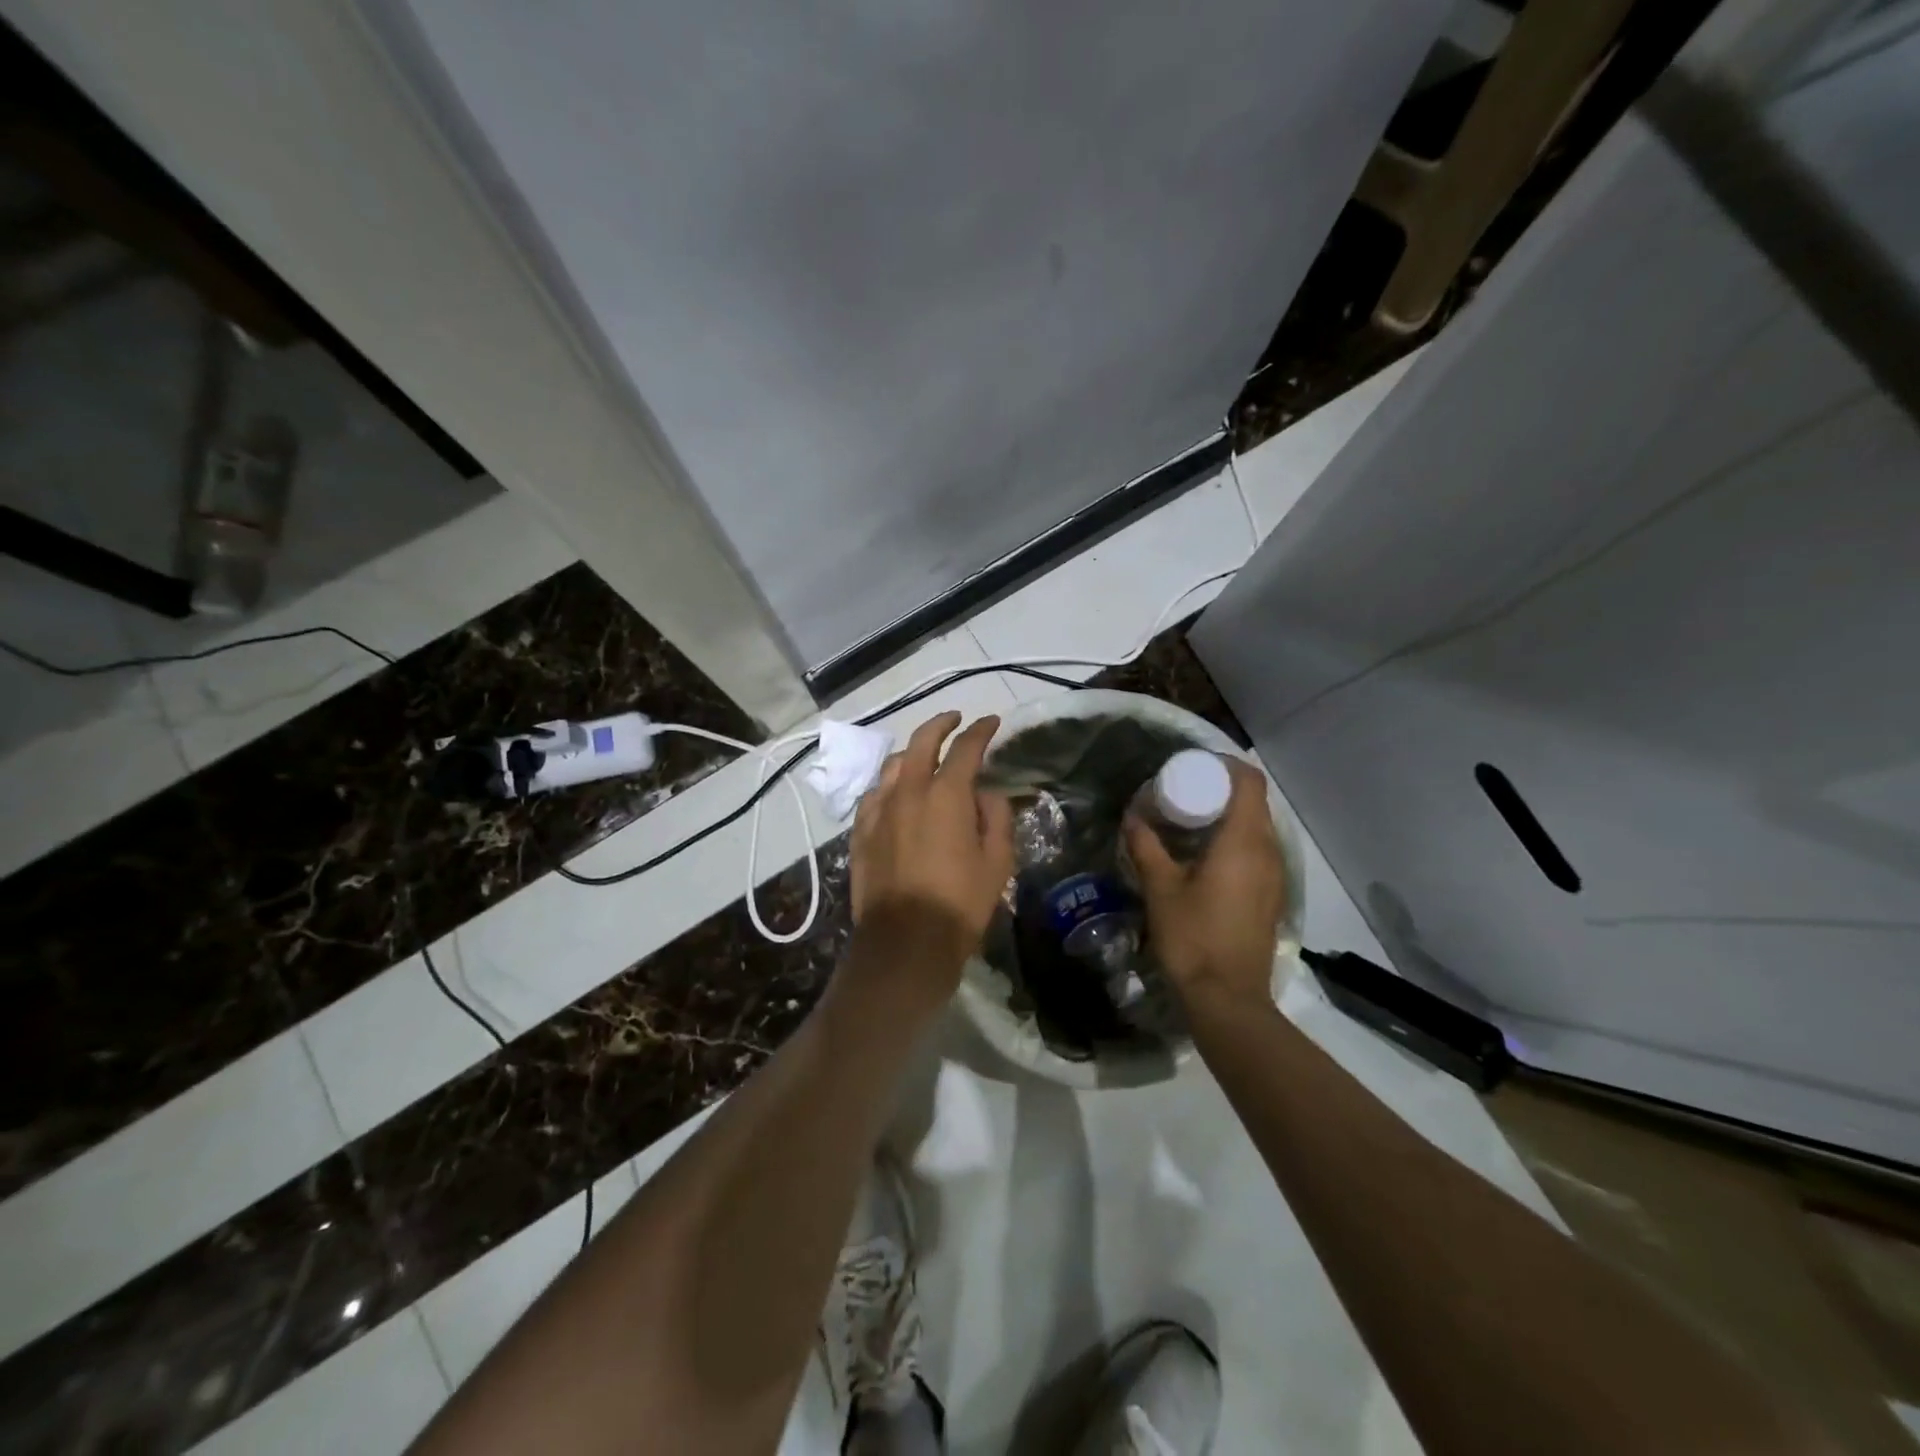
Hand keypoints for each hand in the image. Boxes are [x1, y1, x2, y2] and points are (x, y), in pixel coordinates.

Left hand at [848, 711, 1013, 1001]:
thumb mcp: (997, 861)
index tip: (992, 721)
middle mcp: (909, 791)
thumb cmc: (960, 903)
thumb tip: (985, 794)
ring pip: (894, 765)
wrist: (905, 943)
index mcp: (946, 795)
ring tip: (926, 755)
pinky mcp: (860, 832)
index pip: (966, 747)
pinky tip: (896, 792)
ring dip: (913, 752)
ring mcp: (879, 810)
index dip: (981, 730)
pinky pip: (875, 794)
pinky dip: (890, 784)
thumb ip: (996, 817)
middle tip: (956, 719)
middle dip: (942, 724)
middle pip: (922, 741)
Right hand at [1125, 758, 1286, 1011]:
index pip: (1249, 781)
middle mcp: (1268, 851)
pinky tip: (1205, 857)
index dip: (1225, 765)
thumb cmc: (1192, 936)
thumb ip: (1146, 846)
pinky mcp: (1272, 895)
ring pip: (1257, 828)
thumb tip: (1132, 816)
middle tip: (1184, 792)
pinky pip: (1258, 851)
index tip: (1194, 767)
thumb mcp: (1160, 888)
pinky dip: (1235, 841)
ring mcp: (1275, 875)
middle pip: (1254, 802)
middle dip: (1221, 789)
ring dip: (1228, 817)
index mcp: (1243, 841)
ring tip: (1191, 822)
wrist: (1227, 997)